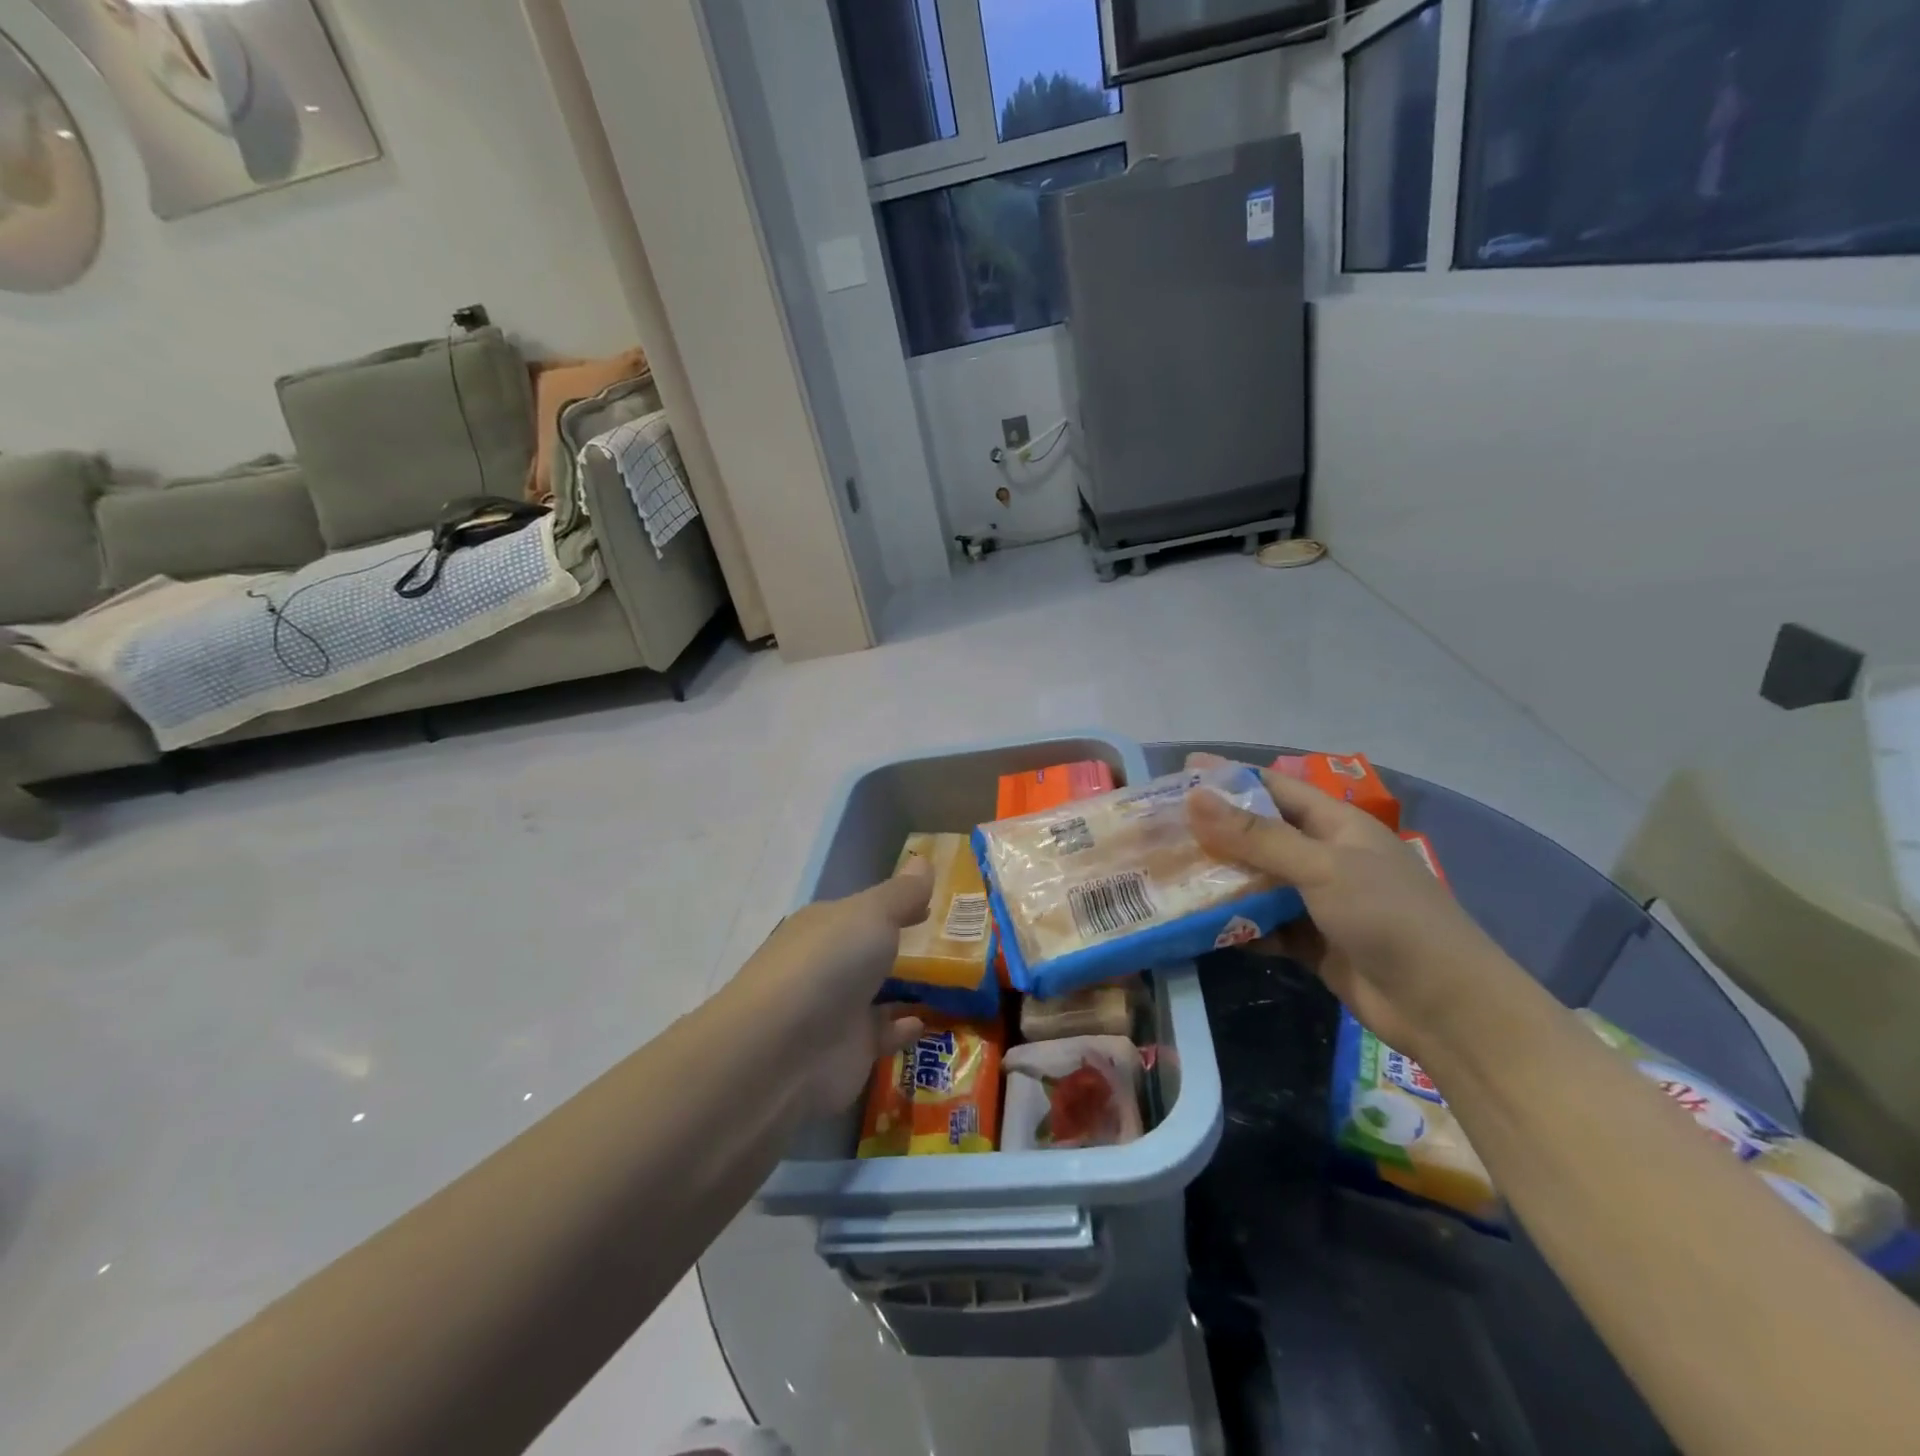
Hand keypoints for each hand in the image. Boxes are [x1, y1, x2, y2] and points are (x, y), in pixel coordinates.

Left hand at [730, 860, 934, 1113]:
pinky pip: (882, 1035)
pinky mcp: (847, 1051)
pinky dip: (902, 1028)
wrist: (780, 1052)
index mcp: (826, 924)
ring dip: (906, 986)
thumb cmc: (827, 965)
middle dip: (901, 945)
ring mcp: (836, 1009)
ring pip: (877, 992)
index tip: (933, 903)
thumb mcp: (871, 915)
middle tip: (953, 942)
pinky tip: (927, 1022)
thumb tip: (923, 860)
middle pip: (869, 949)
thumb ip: (902, 894)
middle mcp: (828, 963)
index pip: (865, 908)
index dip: (898, 903)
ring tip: (953, 981)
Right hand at [1185, 758, 1507, 1059]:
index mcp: (1336, 825)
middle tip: (1159, 828)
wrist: (1444, 1009)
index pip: (1273, 788)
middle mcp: (1324, 857)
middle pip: (1258, 835)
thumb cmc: (1389, 918)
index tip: (1180, 773)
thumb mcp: (1321, 868)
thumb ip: (1256, 836)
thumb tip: (1194, 798)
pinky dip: (1233, 924)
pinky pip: (1261, 923)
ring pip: (1255, 881)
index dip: (1229, 778)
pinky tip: (1194, 925)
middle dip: (1212, 831)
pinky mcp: (1309, 941)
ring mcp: (1316, 901)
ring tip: (1165, 874)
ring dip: (1218, 879)